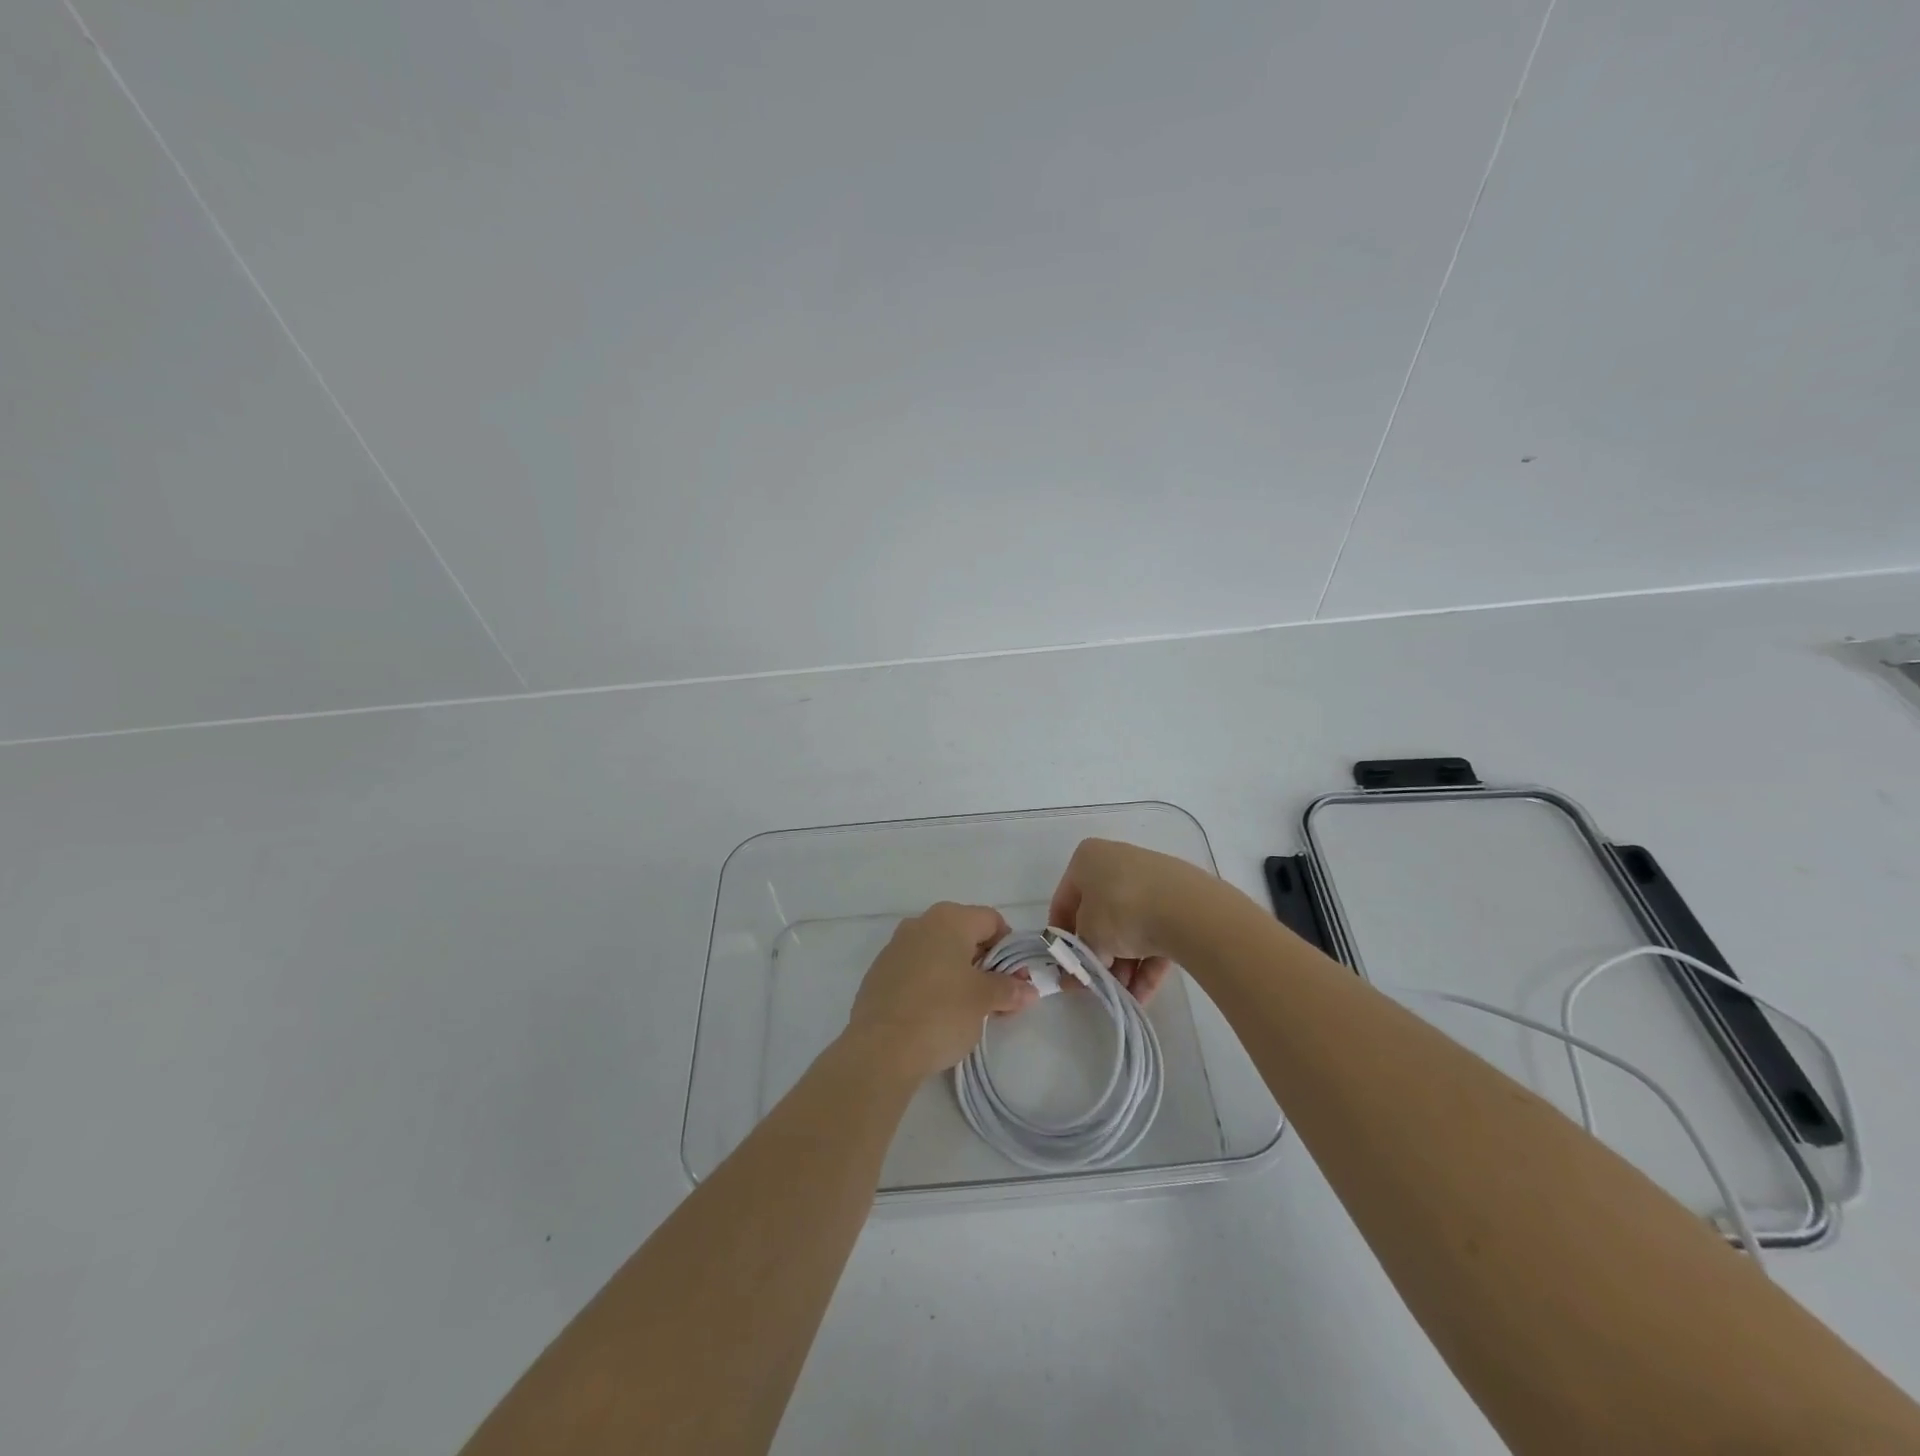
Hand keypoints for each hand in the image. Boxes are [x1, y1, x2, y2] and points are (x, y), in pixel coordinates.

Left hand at [846, 902, 1037, 1078]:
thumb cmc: (941, 1013)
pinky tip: (935, 1015)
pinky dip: (932, 984)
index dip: (1009, 948)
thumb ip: (1008, 989)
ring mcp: (895, 947)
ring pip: (938, 953)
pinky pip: (916, 970)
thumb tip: (1028, 990)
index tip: (1015, 979)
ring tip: (967, 1010)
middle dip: (984, 963)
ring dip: (958, 974)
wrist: (880, 1048)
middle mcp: (920, 923)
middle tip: (996, 997)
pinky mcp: (879, 973)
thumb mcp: (983, 1000)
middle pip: (964, 934)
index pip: (991, 920)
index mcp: (949, 919)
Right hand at [1047, 838, 1217, 1003]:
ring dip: (1123, 965)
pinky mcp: (1179, 901)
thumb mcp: (1087, 934)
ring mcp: (1152, 881)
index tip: (1063, 965)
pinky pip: (1155, 932)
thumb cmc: (1121, 910)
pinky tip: (1142, 995)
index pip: (1065, 900)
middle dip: (1098, 955)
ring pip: (1129, 927)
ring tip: (1122, 994)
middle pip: (1100, 916)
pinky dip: (1147, 963)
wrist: (1187, 910)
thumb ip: (1078, 952)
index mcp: (1089, 859)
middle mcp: (1119, 863)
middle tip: (1094, 984)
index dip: (1061, 936)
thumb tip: (1078, 970)